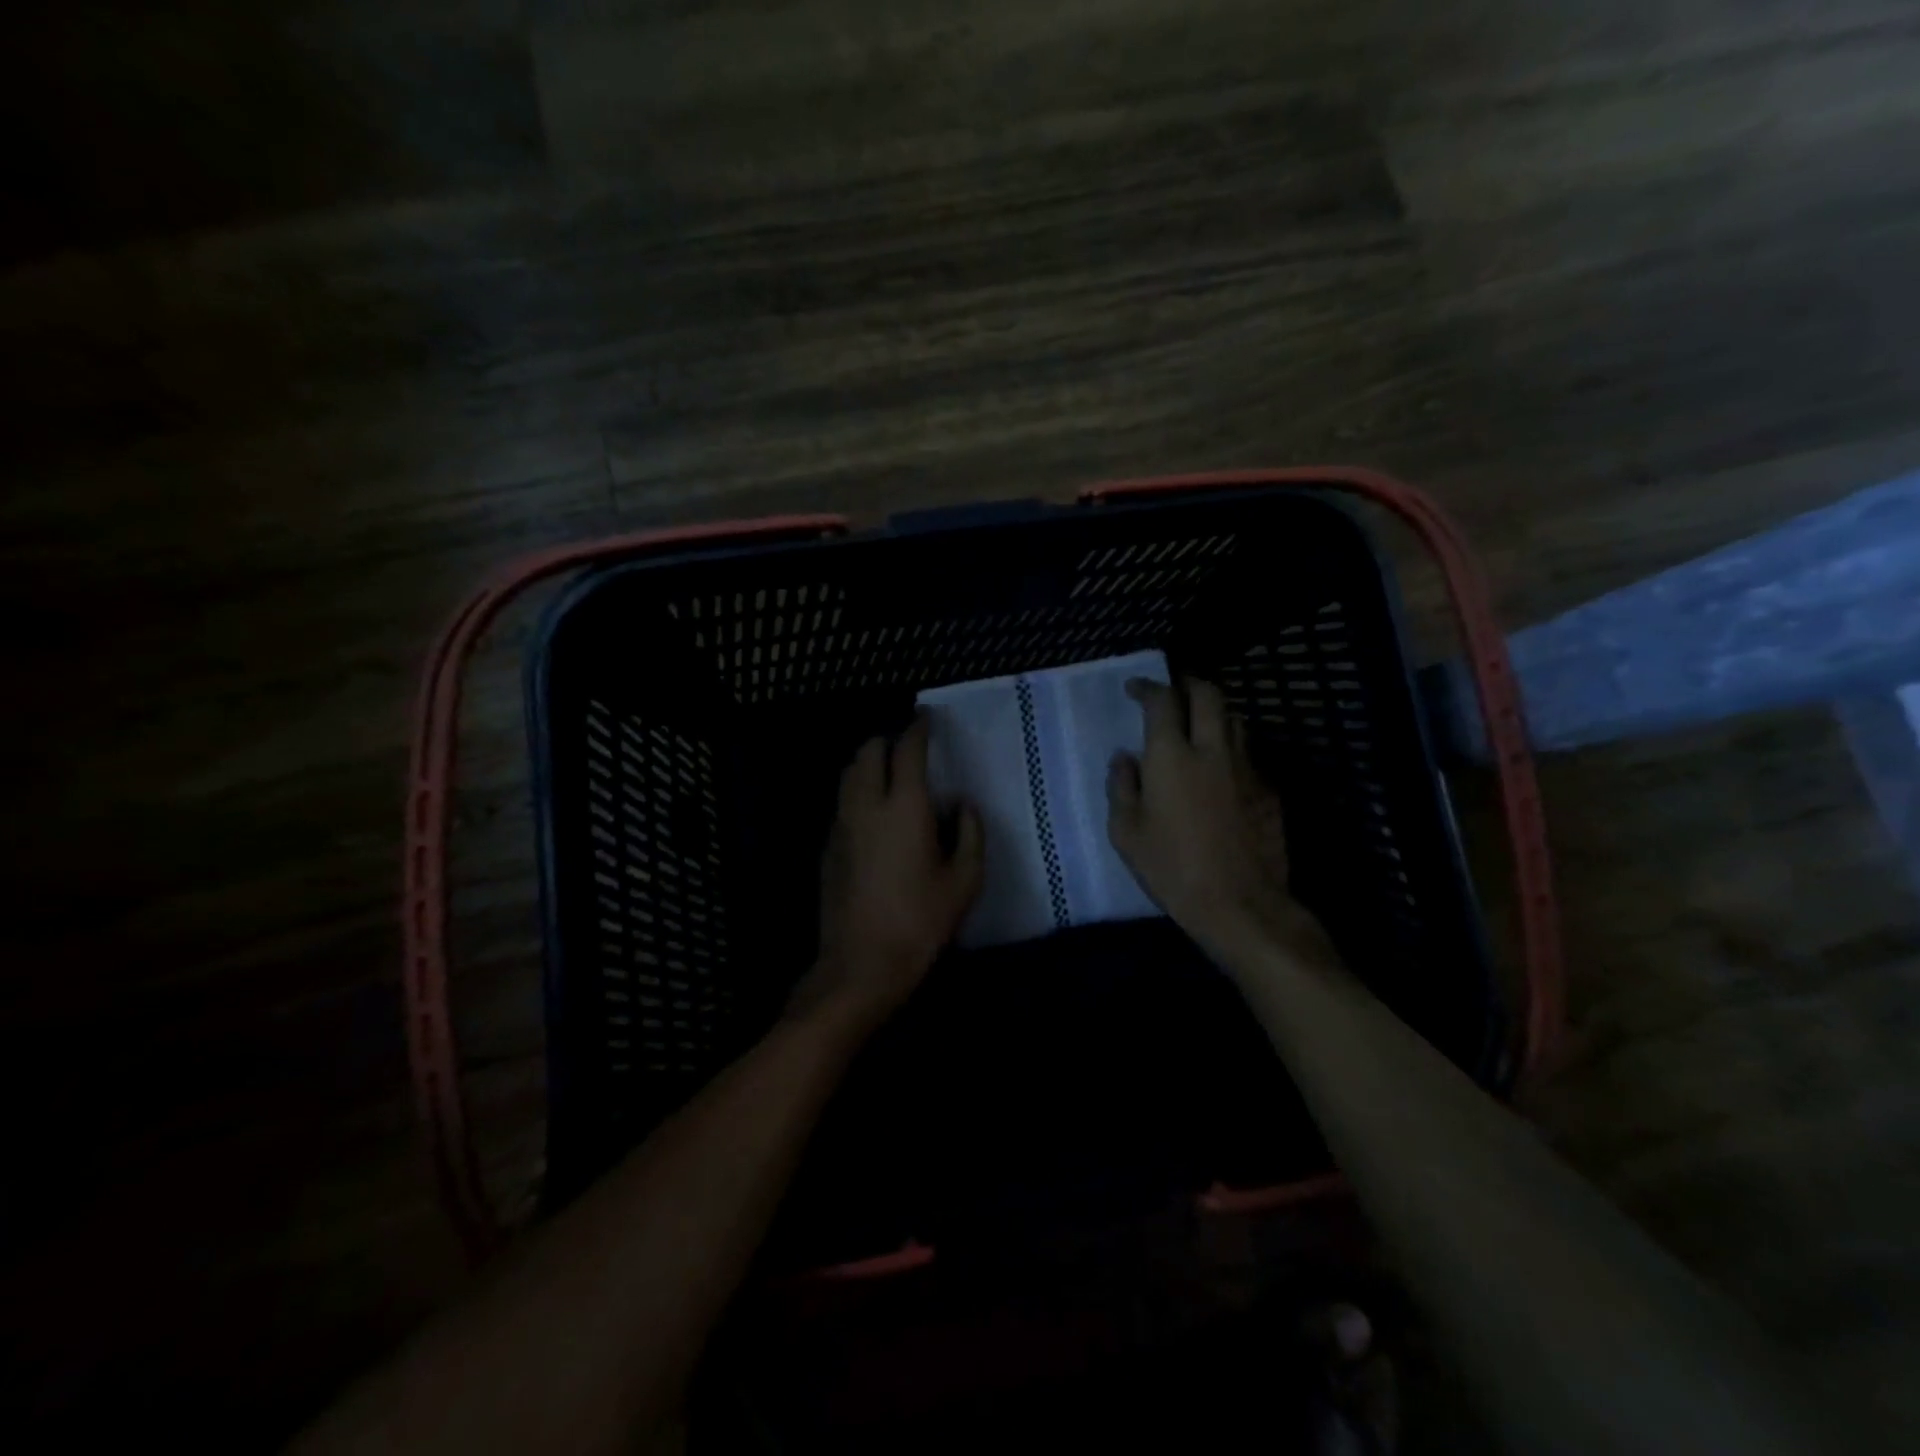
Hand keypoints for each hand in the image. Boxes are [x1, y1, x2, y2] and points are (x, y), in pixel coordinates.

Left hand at [796, 714, 983, 1030]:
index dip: (917, 728)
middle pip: (867, 752)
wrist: (861, 964)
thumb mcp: (964, 881)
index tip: (926, 717)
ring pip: (848, 774)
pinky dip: (858, 791)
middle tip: (907, 747)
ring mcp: (841, 825)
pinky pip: (842, 801)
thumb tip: (962, 805)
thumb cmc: (920, 922)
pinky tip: (874, 812)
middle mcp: (866, 805)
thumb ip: (970, 833)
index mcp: (904, 807)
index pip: (907, 750)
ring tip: (889, 773)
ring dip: (867, 763)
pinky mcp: (828, 846)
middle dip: (886, 740)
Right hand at [1106, 677, 1304, 957]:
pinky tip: (1222, 768)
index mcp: (1171, 756)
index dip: (1148, 687)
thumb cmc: (1171, 868)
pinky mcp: (1269, 789)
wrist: (1240, 904)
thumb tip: (1125, 758)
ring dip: (1215, 712)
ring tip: (1199, 723)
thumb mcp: (1126, 832)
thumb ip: (1121, 786)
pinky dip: (1232, 748)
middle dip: (1189, 683)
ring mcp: (1247, 767)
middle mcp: (1212, 750)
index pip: (1162, 701)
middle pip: (1208, 694)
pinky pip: (1249, 753)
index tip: (1135, 689)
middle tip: (1174, 689)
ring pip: (1235, 719)